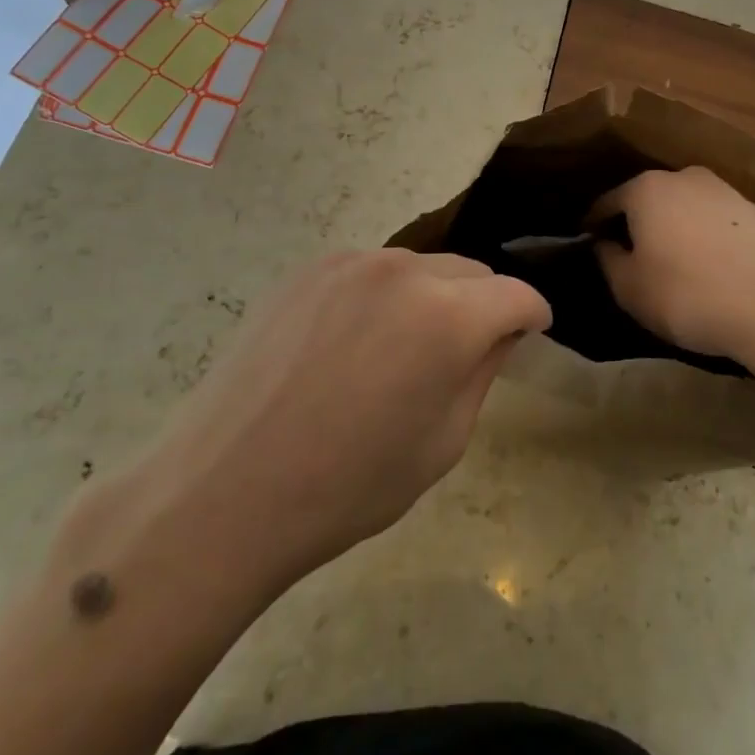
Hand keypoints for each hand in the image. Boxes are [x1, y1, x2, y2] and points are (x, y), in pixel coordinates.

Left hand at [128, 251, 550, 592]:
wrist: (223, 491)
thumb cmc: (347, 486)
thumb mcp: (442, 443)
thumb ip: (482, 372)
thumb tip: (499, 333)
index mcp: (449, 316)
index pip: (516, 295)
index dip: (532, 316)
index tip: (530, 336)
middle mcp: (404, 270)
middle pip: (470, 272)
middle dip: (483, 304)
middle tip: (468, 352)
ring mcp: (350, 263)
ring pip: (420, 268)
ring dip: (433, 297)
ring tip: (405, 349)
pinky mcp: (308, 269)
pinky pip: (371, 272)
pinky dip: (384, 296)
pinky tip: (355, 342)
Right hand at [590, 167, 754, 373]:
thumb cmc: (689, 294)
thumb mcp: (630, 288)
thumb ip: (608, 261)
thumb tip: (605, 244)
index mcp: (646, 188)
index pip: (607, 201)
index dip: (593, 224)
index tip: (587, 241)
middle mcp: (684, 177)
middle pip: (648, 199)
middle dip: (636, 224)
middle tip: (630, 256)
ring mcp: (726, 191)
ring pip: (685, 209)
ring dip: (674, 231)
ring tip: (673, 266)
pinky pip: (716, 223)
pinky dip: (705, 240)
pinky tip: (711, 269)